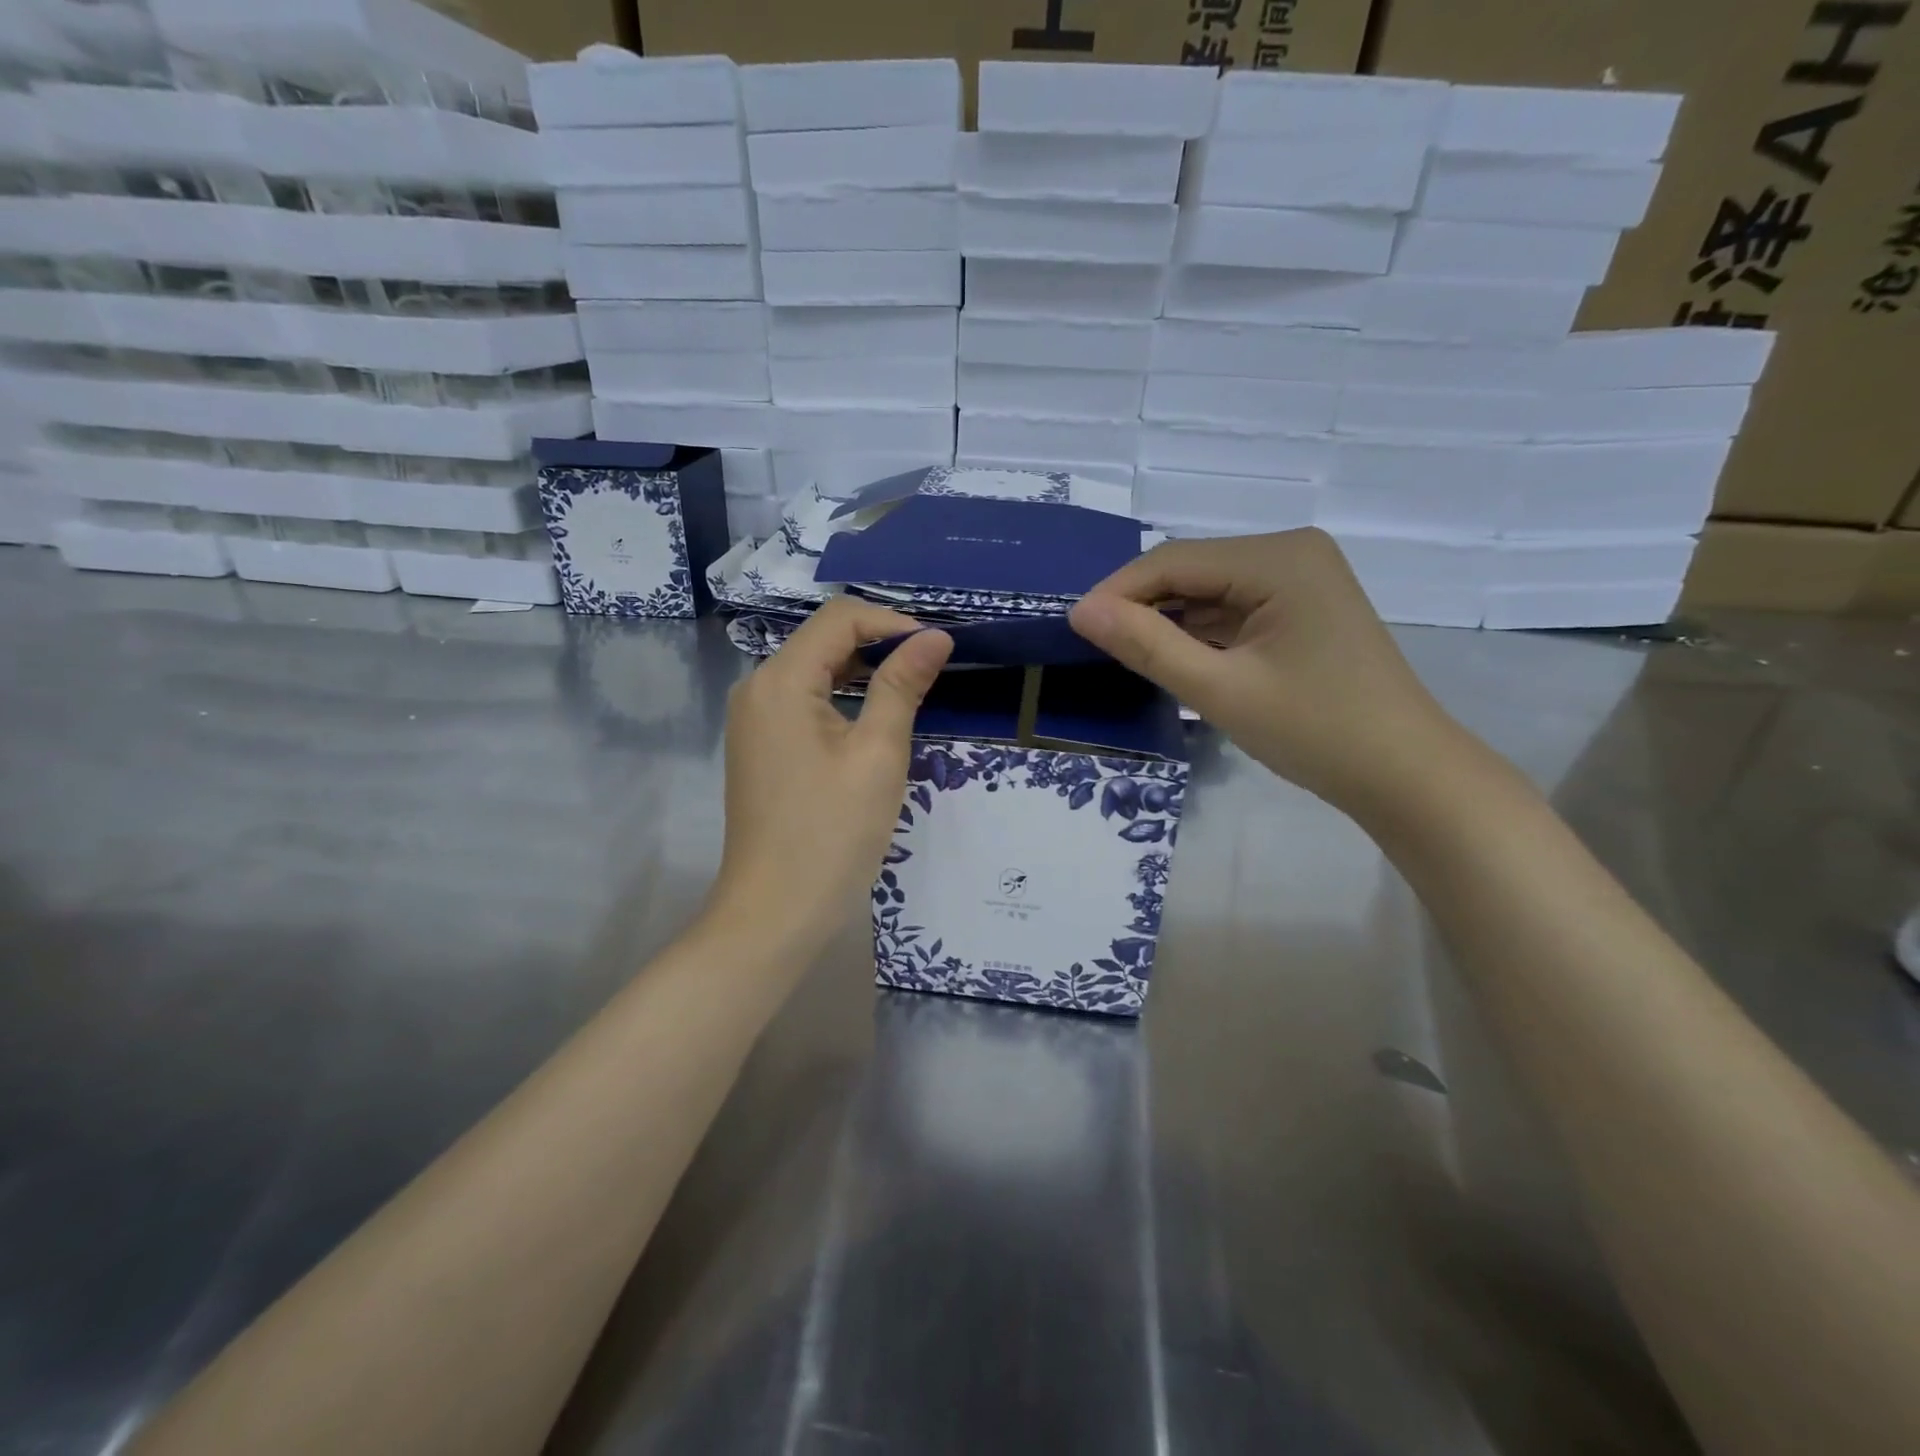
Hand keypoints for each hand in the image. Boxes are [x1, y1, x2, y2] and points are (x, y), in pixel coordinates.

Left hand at [710, 598, 952, 956]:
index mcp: (780, 681)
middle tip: (932, 669)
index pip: (839, 618)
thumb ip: (903, 686)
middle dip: (880, 644)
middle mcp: (757, 688)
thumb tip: (936, 637)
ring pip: (814, 670)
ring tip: (912, 691)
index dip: (892, 622)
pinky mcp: (761, 746)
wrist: (776, 911)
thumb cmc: (832, 833)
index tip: (937, 649)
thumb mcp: (878, 754)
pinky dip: (842, 699)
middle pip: (823, 640)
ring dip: (864, 672)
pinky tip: (875, 719)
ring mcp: (754, 719)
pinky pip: (804, 702)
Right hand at [1069, 529, 1465, 822]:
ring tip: (1123, 656)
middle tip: (1095, 649)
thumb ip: (1147, 646)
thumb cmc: (1316, 731)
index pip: (1174, 561)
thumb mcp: (1221, 690)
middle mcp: (1290, 552)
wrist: (1405, 775)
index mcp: (1278, 558)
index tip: (1073, 630)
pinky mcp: (1301, 608)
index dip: (1117, 592)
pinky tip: (1172, 658)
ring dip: (1168, 622)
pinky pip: (1233, 610)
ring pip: (1208, 592)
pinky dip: (1199, 633)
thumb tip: (1081, 612)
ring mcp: (1299, 580)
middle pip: (1191, 571)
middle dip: (1142, 607)